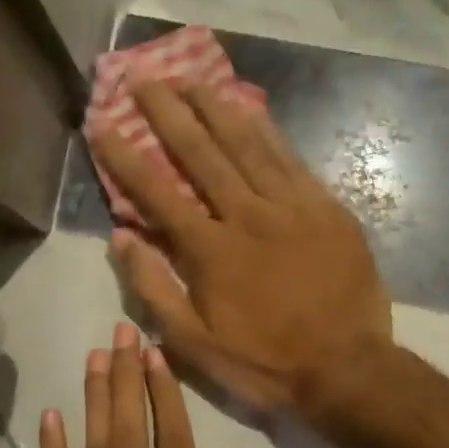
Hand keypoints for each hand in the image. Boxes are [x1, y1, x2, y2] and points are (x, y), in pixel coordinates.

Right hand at [89, 82, 392, 415]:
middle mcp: (247, 215)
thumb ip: (154, 289)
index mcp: (210, 250)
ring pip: (248, 145)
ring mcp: (291, 207)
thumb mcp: (195, 343)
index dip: (126, 156)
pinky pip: (291, 159)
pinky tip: (251, 109)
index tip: (103, 124)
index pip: (158, 192)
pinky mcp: (326, 208)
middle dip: (169, 113)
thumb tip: (122, 239)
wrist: (346, 368)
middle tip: (146, 78)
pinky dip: (267, 130)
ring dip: (216, 108)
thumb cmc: (264, 361)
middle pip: (202, 153)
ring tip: (192, 79)